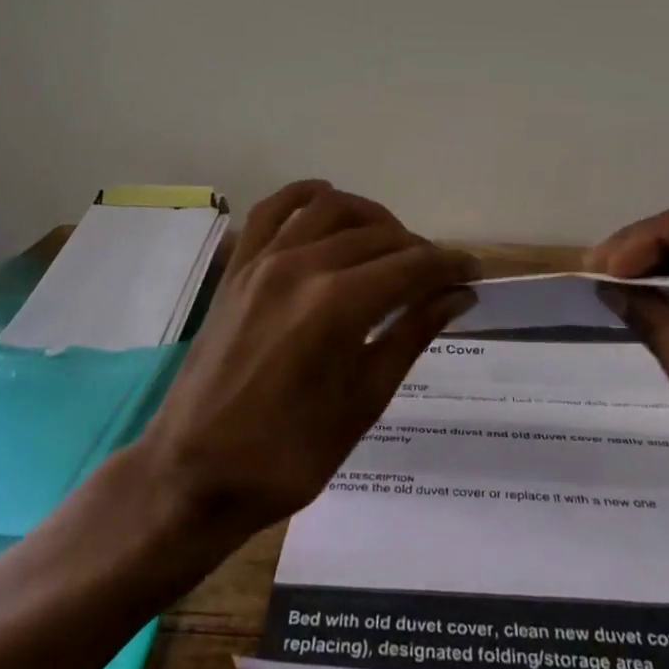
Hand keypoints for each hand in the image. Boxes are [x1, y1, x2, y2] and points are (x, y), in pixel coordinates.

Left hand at [132, 181, 478, 543]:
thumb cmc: (288, 454)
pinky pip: (274, 209)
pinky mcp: (239, 266)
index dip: (450, 265)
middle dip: (418, 249)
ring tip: (390, 245)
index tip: (474, 271)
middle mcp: (302, 266)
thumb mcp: (363, 402)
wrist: (194, 472)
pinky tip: (328, 203)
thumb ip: (411, 335)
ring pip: (331, 208)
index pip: (411, 266)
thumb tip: (458, 295)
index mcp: (337, 305)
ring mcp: (263, 260)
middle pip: (377, 235)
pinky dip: (306, 196)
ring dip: (371, 217)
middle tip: (437, 276)